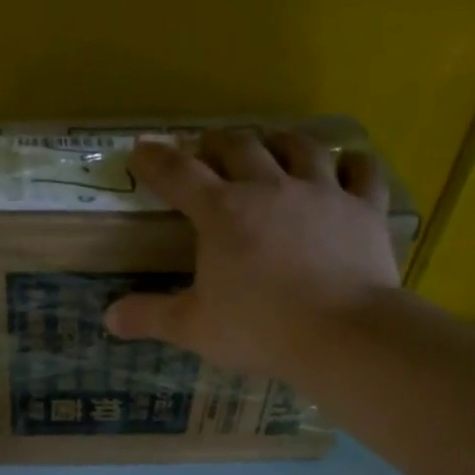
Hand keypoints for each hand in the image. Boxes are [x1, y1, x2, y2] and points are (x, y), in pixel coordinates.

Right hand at [102, 128, 399, 376]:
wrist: (342, 334)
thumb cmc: (260, 329)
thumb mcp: (194, 328)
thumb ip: (150, 317)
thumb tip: (109, 318)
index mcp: (223, 213)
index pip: (179, 174)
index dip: (155, 159)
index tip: (140, 150)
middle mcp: (270, 188)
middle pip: (239, 147)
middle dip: (217, 143)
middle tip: (207, 146)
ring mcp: (322, 193)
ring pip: (300, 147)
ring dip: (280, 140)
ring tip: (272, 142)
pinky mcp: (364, 209)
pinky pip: (363, 172)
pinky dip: (353, 165)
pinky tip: (349, 164)